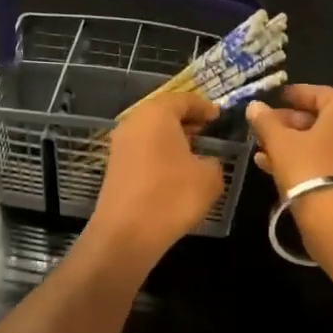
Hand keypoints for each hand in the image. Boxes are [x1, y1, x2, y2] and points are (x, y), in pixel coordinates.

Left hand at [87, 91, 224, 267]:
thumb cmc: (172, 196)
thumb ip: (213, 161)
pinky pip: (142, 150)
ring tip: (194, 150)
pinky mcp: (114, 167)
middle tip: (207, 129)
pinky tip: (175, 170)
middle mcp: (133, 122)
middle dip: (186, 120)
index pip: (183, 99)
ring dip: (171, 138)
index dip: (203, 106)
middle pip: (162, 112)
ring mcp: (119, 145)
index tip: (218, 115)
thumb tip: (205, 161)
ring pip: (150, 132)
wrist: (126, 234)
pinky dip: (159, 153)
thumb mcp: (209, 177)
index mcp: (156, 114)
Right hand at [246, 84, 332, 191]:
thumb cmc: (307, 168)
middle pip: (319, 119)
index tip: (277, 97)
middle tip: (265, 125)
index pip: (321, 93)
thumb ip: (266, 121)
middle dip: (289, 121)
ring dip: (291, 143)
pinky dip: (300, 160)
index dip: (297, 93)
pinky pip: (322, 162)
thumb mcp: (280, 142)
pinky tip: (272, 167)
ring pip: (319, 143)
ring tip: (262, 148)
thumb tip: (255, 106)